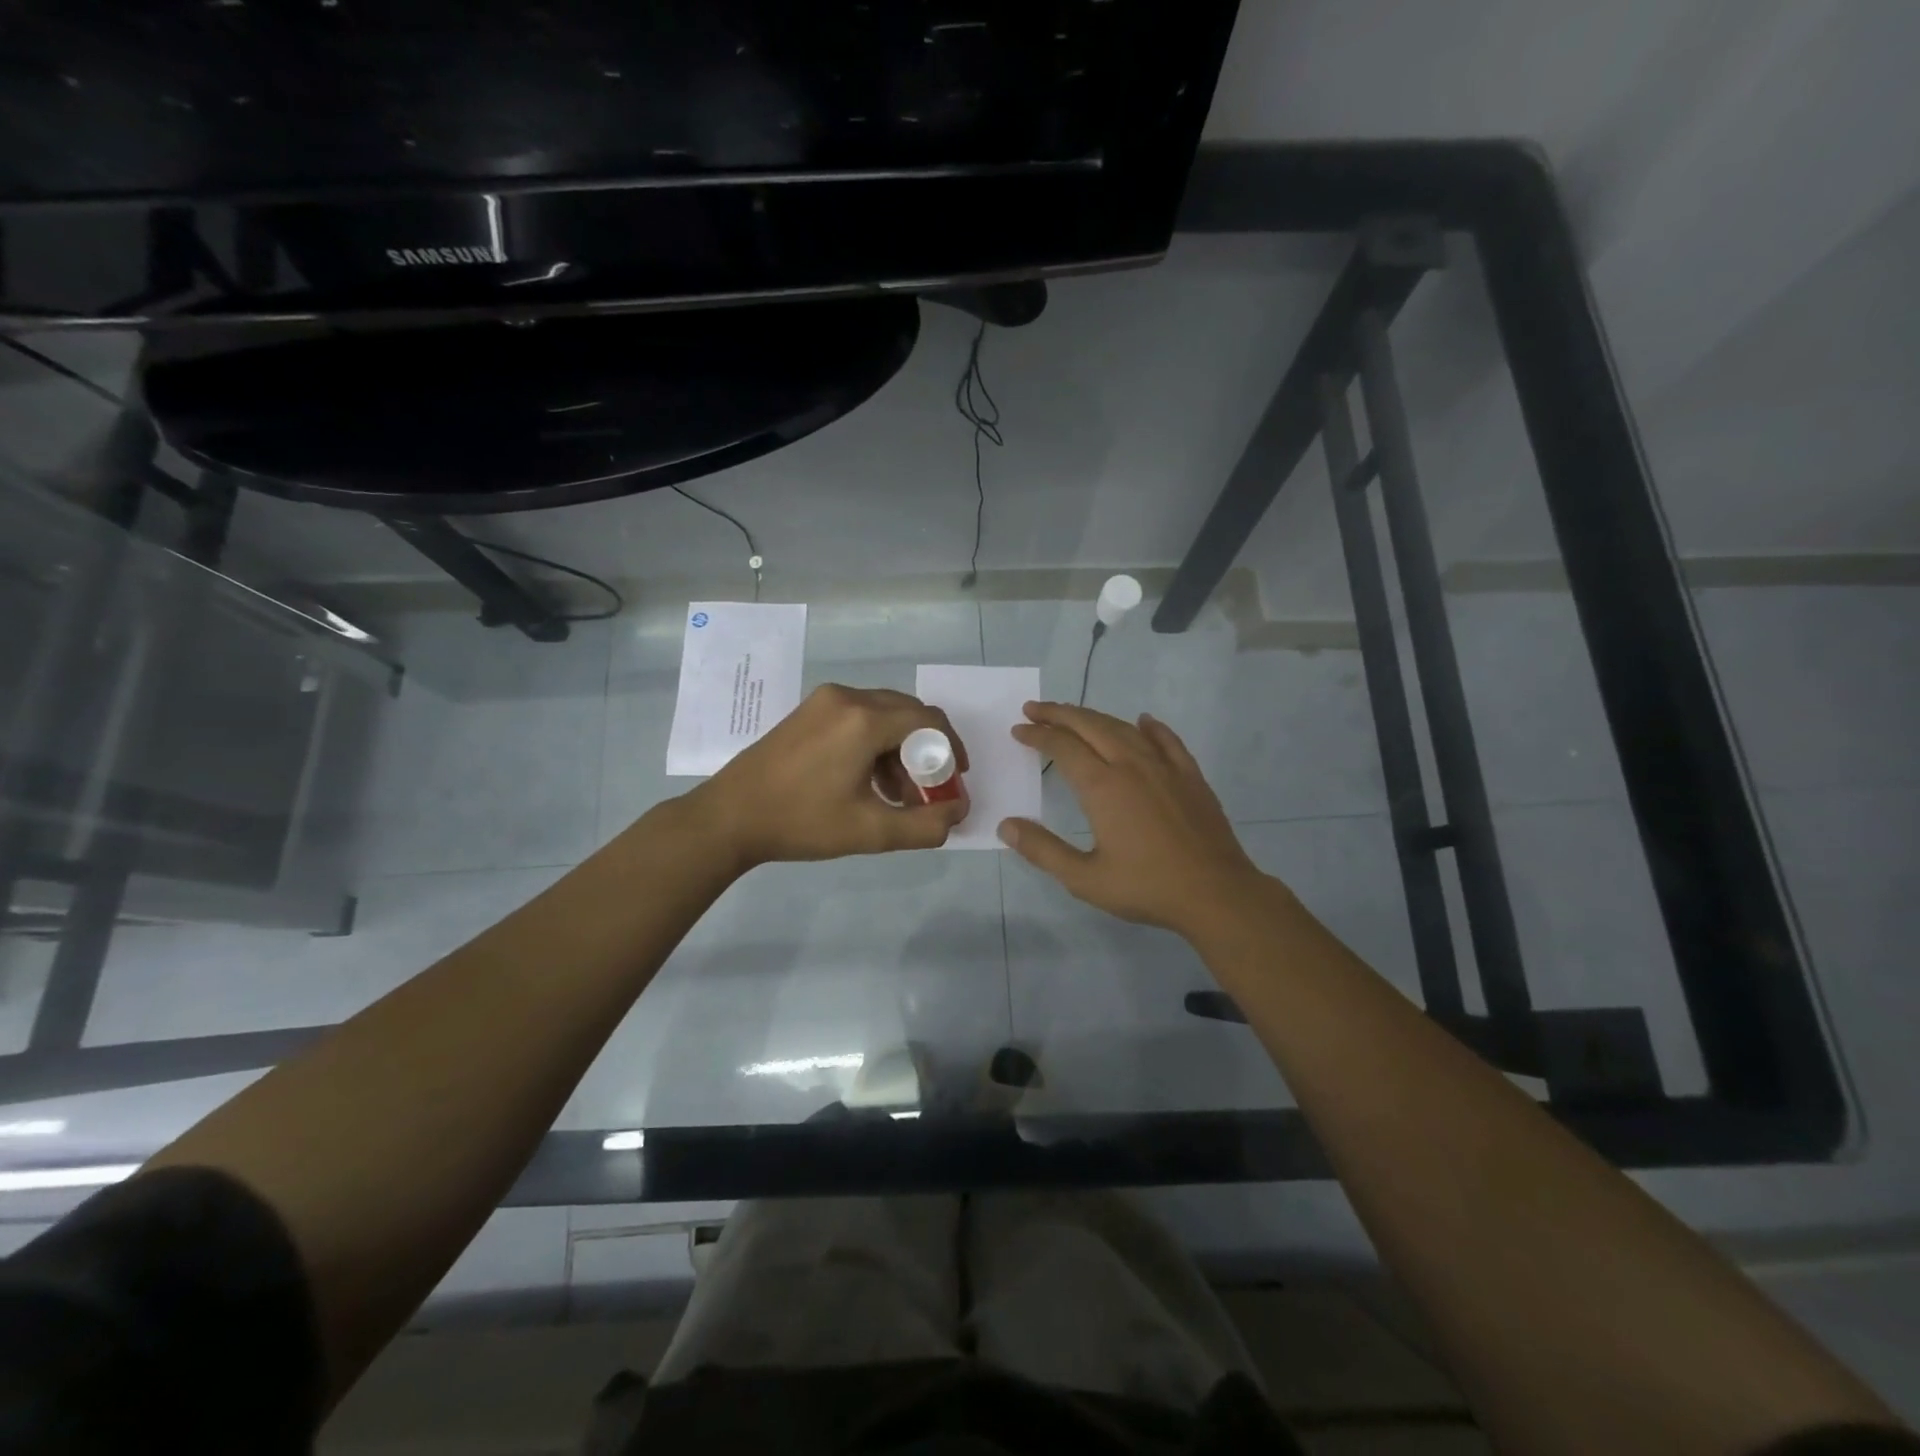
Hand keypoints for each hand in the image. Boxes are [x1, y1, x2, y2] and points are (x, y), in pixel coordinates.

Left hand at [691, 684, 970, 868]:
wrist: (729, 817)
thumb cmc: (802, 822)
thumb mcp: (871, 832)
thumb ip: (926, 825)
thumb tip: (958, 812)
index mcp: (864, 719)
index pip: (929, 720)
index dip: (951, 749)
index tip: (955, 780)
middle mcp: (847, 698)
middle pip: (908, 713)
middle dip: (926, 750)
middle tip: (929, 788)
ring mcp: (824, 701)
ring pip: (883, 714)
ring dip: (900, 749)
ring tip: (897, 793)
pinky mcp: (808, 711)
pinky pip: (858, 717)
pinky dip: (874, 743)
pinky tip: (867, 780)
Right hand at [999, 702, 1266, 937]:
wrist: (1215, 893)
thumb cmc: (1146, 887)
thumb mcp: (1084, 878)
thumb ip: (1043, 850)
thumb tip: (1006, 826)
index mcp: (1103, 786)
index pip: (1062, 747)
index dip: (1038, 735)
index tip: (1019, 730)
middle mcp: (1131, 765)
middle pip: (1090, 726)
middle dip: (1059, 714)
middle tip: (1035, 708)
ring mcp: (1165, 767)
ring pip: (1124, 728)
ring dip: (1095, 717)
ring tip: (1075, 714)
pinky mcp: (1190, 776)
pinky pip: (1167, 740)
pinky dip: (1150, 727)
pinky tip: (1143, 721)